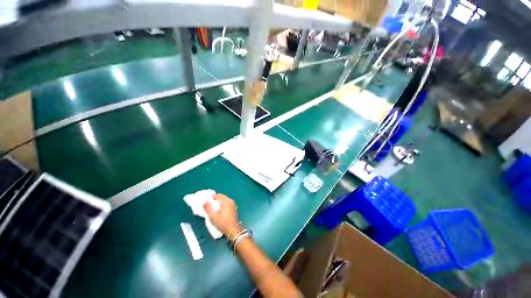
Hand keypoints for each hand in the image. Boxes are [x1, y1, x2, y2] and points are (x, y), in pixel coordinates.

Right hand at [204, 194, 241, 239]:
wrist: (233, 229)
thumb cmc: (222, 223)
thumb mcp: (213, 216)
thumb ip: (208, 208)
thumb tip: (204, 201)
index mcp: (226, 201)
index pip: (218, 195)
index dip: (211, 197)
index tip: (206, 201)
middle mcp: (230, 200)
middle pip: (221, 197)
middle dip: (214, 199)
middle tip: (208, 204)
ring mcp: (233, 204)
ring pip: (224, 200)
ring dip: (218, 202)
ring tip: (212, 207)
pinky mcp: (233, 207)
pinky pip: (226, 203)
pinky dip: (222, 204)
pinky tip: (218, 210)